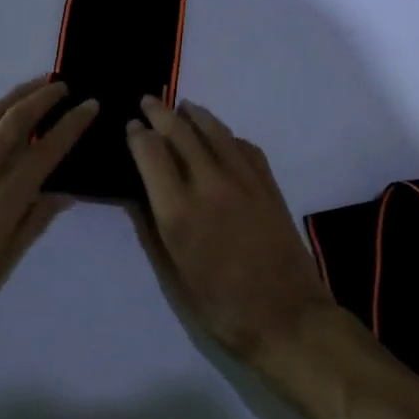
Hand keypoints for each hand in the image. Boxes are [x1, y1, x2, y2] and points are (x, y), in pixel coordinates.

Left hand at [0, 79, 97, 353]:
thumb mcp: (3, 264)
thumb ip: (34, 222)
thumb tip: (64, 193)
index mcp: (0, 201)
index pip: (44, 152)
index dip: (70, 125)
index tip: (89, 105)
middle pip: (13, 122)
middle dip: (42, 97)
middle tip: (63, 84)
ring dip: (12, 97)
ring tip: (34, 86)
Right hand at [125, 97, 335, 363]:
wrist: (287, 317)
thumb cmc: (221, 307)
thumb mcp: (173, 275)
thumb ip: (153, 228)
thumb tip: (139, 194)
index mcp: (178, 210)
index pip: (150, 153)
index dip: (137, 135)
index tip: (131, 126)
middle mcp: (208, 184)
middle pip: (180, 131)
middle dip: (159, 112)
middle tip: (148, 101)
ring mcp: (243, 179)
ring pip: (214, 130)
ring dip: (194, 114)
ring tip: (182, 106)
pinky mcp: (268, 183)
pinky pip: (243, 145)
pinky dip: (226, 134)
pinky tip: (220, 136)